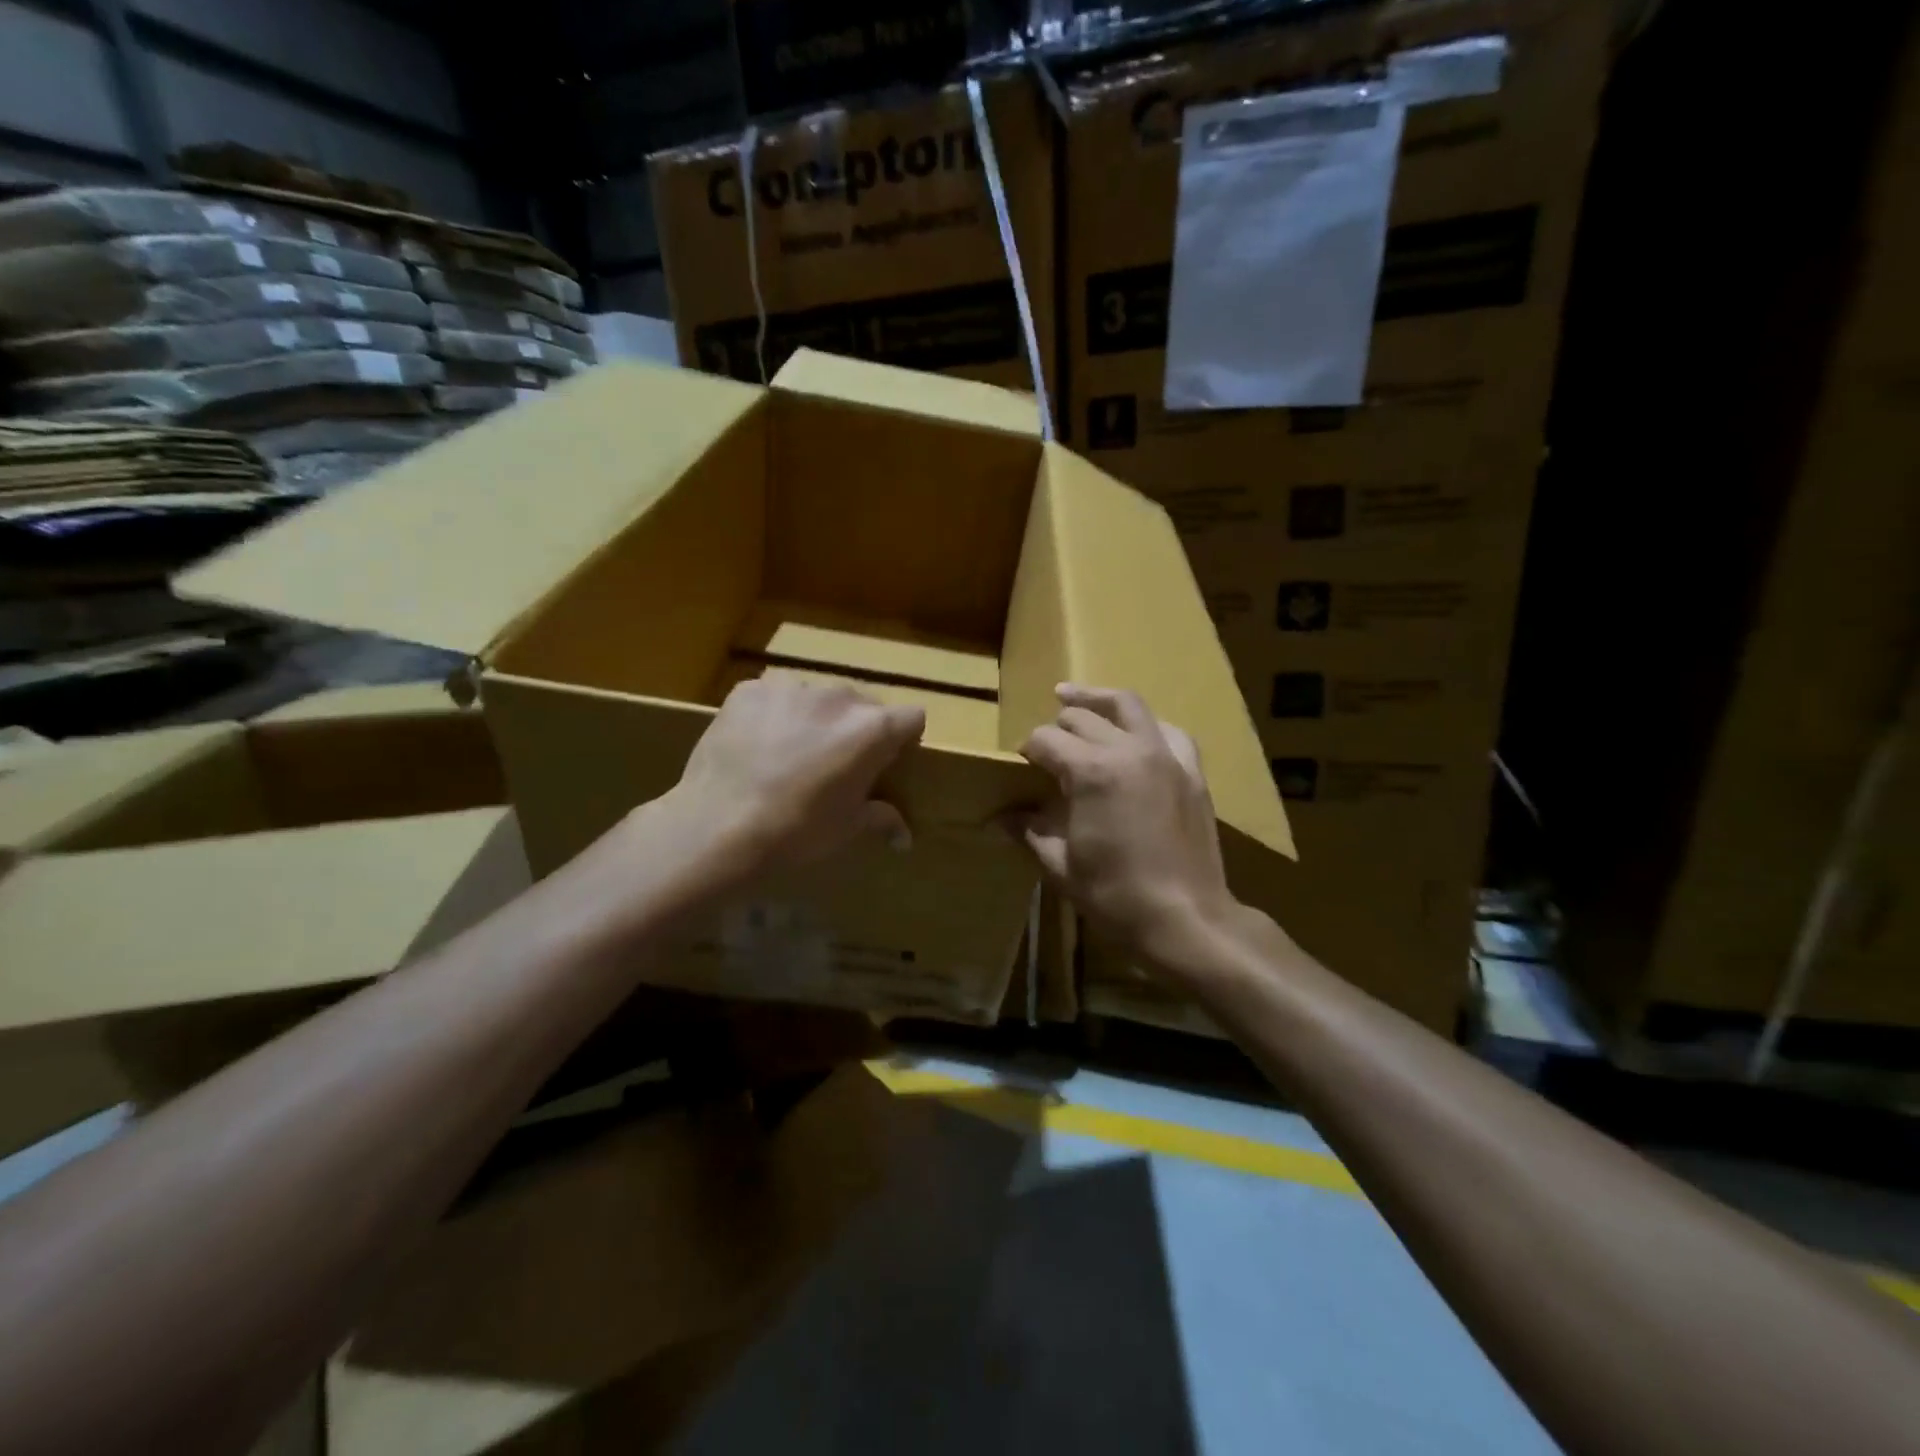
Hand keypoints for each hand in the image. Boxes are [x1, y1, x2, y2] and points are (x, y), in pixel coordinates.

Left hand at [664, 672, 923, 882]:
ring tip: (791, 751)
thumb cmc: (796, 832)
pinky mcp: (750, 689)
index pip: (912, 717)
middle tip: (835, 762)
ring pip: (817, 696)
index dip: (905, 738)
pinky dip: (773, 714)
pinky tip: (757, 743)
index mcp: (872, 729)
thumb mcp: (847, 828)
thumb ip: (881, 818)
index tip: (889, 759)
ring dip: (814, 717)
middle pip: (863, 703)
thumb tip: (905, 838)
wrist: (718, 827)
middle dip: (856, 727)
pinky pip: (774, 695)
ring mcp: (792, 686)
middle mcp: (838, 696)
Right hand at [1014, 684, 1234, 965]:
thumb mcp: (1062, 866)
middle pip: (1082, 718)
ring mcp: (1165, 756)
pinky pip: (1168, 731)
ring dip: (1097, 700)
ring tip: (1073, 697)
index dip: (1028, 750)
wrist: (1186, 918)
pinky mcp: (1191, 771)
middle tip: (1047, 749)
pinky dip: (1145, 726)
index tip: (1021, 766)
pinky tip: (1134, 734)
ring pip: (1127, 705)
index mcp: (1091, 771)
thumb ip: (1031, 831)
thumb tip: (1002, 817)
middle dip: (1057, 728)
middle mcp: (1128, 750)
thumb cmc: (1116, 895)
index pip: (1046, 740)